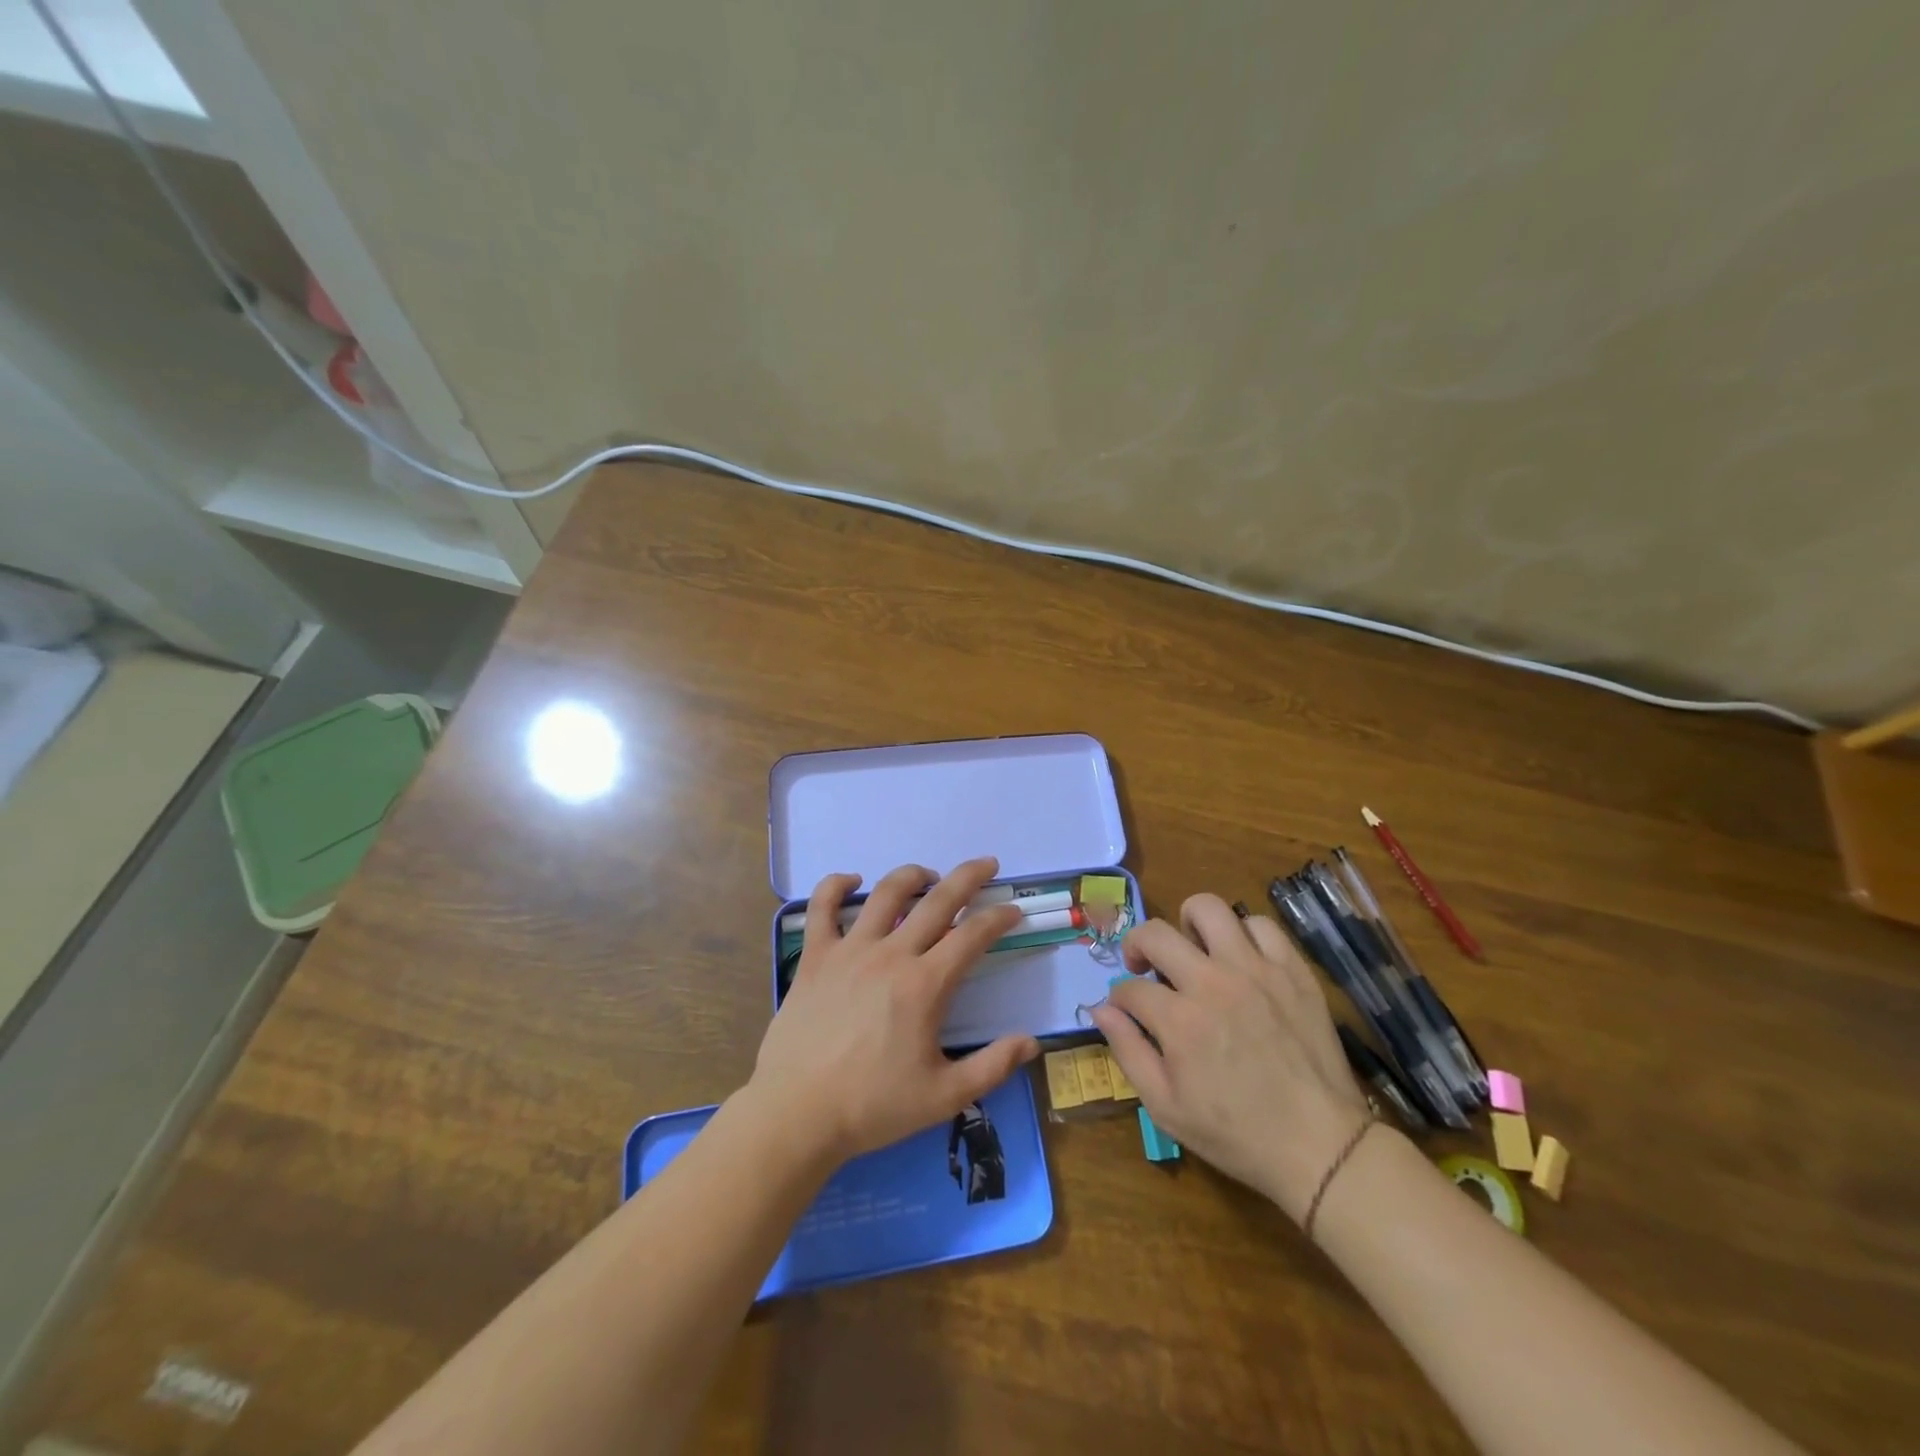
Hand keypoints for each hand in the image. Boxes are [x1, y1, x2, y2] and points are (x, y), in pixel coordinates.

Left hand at [747, 858, 1040, 1163]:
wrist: (797, 1113)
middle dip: (968, 877)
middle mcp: (890, 955)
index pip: (972, 935)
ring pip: (886, 893)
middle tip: (987, 864)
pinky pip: (822, 907)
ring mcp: (849, 950)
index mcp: (925, 985)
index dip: (999, 917)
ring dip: (913, 876)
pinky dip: (836, 885)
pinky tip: (852, 881)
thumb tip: (1032, 1042)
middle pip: (937, 900)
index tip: (1013, 911)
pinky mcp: (815, 956)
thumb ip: (992, 1067)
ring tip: (928, 875)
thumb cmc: (873, 1106)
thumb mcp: (944, 1097)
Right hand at [1088, 893, 1371, 1222]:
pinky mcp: (1292, 970)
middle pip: (1156, 933)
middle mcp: (1213, 982)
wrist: (1320, 1145)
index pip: (1129, 988)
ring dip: (1189, 924)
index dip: (1119, 998)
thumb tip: (1101, 1008)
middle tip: (1145, 966)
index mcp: (1179, 1020)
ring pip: (1209, 909)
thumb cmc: (1236, 1133)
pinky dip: (1242, 934)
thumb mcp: (1165, 1107)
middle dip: (1137, 945)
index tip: (1127, 1011)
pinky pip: (1260, 925)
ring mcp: (1256, 970)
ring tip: (1193, 949)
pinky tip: (1240, 959)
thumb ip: (1128, 1051)